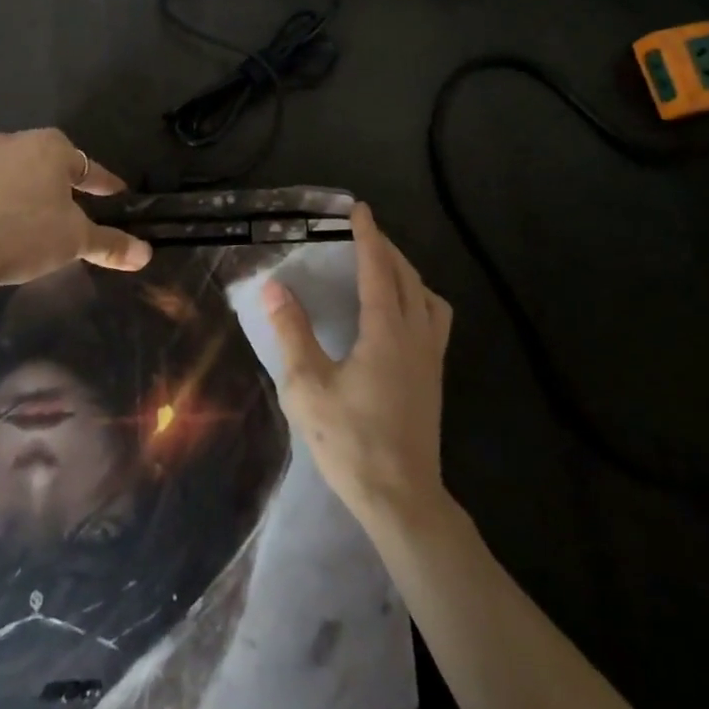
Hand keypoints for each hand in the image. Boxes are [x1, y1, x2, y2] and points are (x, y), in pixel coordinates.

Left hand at [0, 129, 151, 335]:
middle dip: (66, 180)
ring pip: (21, 169)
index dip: (104, 183)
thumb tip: (147, 254)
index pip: (88, 166)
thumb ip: (111, 244)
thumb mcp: (75, 240)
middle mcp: (17, 141)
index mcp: (51, 146)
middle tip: (80, 200)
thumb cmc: (26, 233)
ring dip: (35, 187)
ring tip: (45, 210)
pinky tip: (11, 217)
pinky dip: (9, 197)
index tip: (116, 192)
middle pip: (52, 161)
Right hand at [263, 203, 452, 528]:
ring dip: (407, 273)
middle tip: (364, 233)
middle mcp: (415, 336)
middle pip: (407, 277)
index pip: (377, 269)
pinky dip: (418, 299)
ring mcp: (431, 358)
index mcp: (386, 332)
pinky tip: (399, 315)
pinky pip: (434, 320)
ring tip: (384, 269)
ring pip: (427, 297)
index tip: (359, 209)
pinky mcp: (434, 378)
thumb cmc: (350, 442)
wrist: (402, 499)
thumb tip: (274, 287)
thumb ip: (292, 333)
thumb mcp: (307, 387)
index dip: (368, 236)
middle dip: (387, 248)